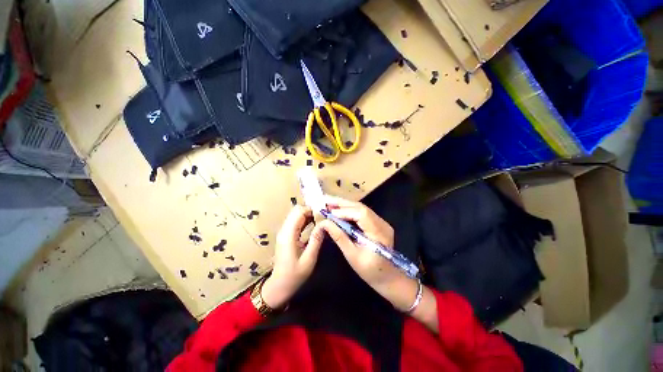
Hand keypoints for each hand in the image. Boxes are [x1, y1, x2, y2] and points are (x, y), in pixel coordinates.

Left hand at [261, 206, 324, 308]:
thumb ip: (316, 240)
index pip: (298, 211)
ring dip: (308, 215)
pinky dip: (305, 220)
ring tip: (321, 219)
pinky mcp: (286, 235)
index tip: (324, 212)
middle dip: (310, 210)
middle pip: (296, 211)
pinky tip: (314, 224)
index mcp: (288, 234)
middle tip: (324, 216)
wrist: (279, 287)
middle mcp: (285, 230)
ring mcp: (284, 232)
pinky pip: (296, 222)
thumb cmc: (294, 275)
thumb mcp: (309, 259)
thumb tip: (324, 224)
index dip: (311, 209)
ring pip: (296, 215)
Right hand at [318, 196, 418, 311]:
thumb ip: (339, 237)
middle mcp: (382, 224)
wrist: (388, 278)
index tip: (328, 212)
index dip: (344, 211)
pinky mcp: (378, 223)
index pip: (361, 214)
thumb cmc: (370, 271)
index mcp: (379, 233)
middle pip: (361, 207)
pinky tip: (339, 210)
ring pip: (361, 208)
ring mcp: (382, 222)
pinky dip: (350, 210)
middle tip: (325, 200)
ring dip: (345, 205)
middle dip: (342, 203)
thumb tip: (325, 223)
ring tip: (329, 204)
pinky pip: (362, 213)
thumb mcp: (352, 255)